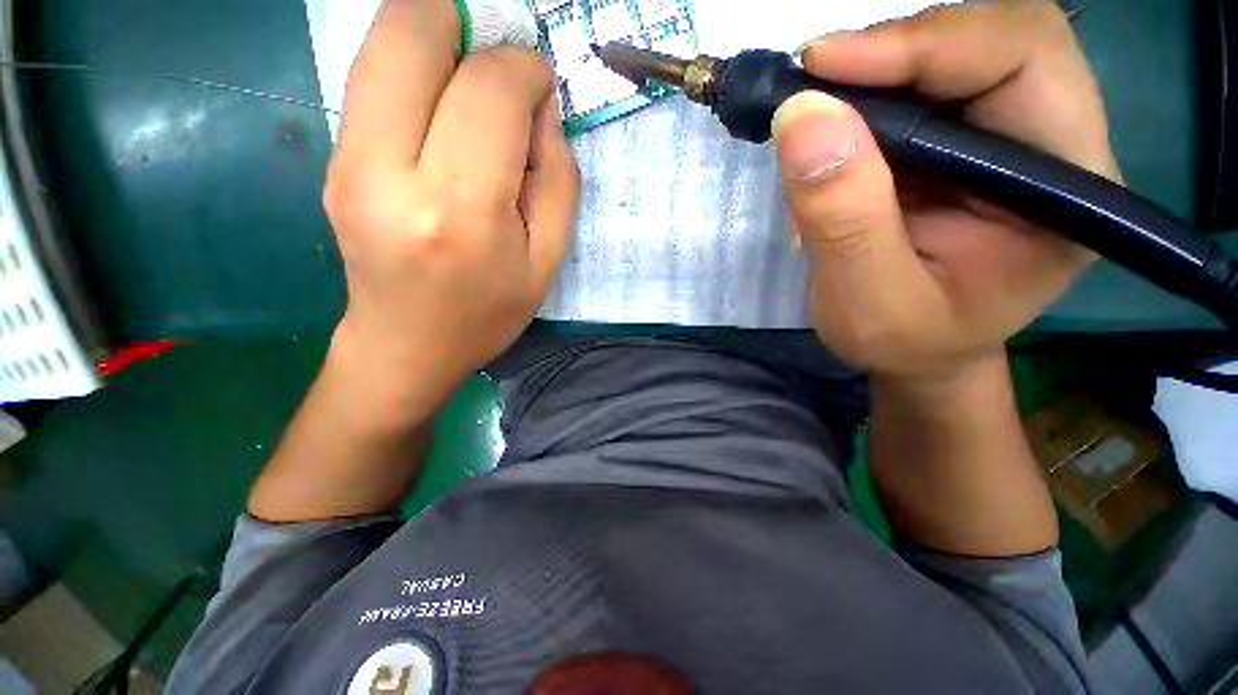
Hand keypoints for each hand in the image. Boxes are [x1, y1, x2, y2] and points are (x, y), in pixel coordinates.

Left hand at [322, 0, 578, 414]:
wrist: (407, 345)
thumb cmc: (488, 312)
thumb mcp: (547, 259)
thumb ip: (557, 178)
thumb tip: (539, 107)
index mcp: (460, 211)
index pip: (488, 90)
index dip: (524, 69)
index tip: (540, 88)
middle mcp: (389, 172)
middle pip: (412, 30)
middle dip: (466, 23)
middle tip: (498, 69)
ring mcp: (347, 161)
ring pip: (382, 43)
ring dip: (437, 41)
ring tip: (472, 90)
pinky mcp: (333, 160)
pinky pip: (372, 79)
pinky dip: (414, 72)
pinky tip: (442, 116)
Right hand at [774, 0, 1120, 379]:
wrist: (920, 351)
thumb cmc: (905, 342)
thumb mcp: (868, 302)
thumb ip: (844, 220)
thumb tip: (803, 118)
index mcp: (1068, 190)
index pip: (1024, 61)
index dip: (925, 44)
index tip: (822, 67)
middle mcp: (1058, 143)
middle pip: (998, 36)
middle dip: (899, 48)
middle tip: (815, 82)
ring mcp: (1015, 136)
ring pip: (959, 51)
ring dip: (879, 71)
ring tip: (819, 116)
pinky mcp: (972, 141)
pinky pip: (927, 86)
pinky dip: (872, 94)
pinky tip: (837, 132)